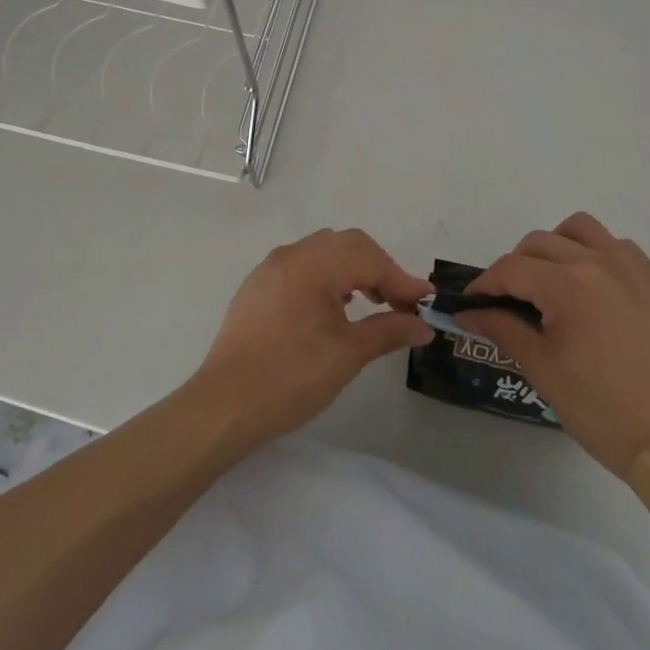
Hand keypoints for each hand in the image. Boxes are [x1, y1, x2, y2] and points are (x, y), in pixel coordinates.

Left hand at [189, 228, 434, 449]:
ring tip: (370, 301)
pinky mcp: (257, 285)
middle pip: (347, 245)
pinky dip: (326, 275)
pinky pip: (301, 265)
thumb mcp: (347, 354)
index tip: (425, 302)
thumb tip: (423, 325)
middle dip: (379, 268)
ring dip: (352, 268)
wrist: (224, 405)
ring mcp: (270, 267)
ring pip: (323, 251)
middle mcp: (291, 254)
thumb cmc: (291, 377)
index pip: (370, 259)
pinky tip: (333, 305)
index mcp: (314, 264)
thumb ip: (388, 330)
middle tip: (400, 302)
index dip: (401, 280)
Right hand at [456, 212, 649, 478]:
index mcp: (568, 285)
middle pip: (541, 242)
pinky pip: (619, 248)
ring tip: (552, 281)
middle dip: (516, 266)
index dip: (485, 284)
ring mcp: (634, 269)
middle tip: (510, 300)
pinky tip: (594, 290)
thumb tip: (469, 312)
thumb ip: (502, 328)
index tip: (472, 302)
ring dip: (557, 246)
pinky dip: (597, 255)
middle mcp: (600, 263)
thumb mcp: (542, 369)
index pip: (511, 268)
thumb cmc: (600, 409)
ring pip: (582, 229)